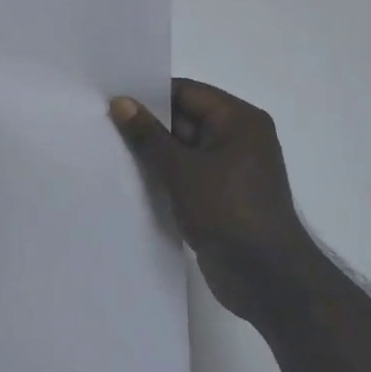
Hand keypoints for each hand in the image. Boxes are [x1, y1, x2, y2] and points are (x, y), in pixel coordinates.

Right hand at [110, 79, 311, 315]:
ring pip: (183, 149)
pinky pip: (187, 174)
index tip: (112, 100)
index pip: (187, 92)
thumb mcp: (181, 169)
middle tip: (104, 125)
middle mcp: (239, 138)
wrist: (266, 278)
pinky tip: (132, 179)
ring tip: (111, 151)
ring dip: (154, 153)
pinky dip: (165, 175)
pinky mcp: (222, 196)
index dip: (149, 95)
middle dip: (148, 125)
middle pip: (185, 119)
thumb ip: (148, 134)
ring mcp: (231, 169)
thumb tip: (121, 102)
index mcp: (239, 120)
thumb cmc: (227, 211)